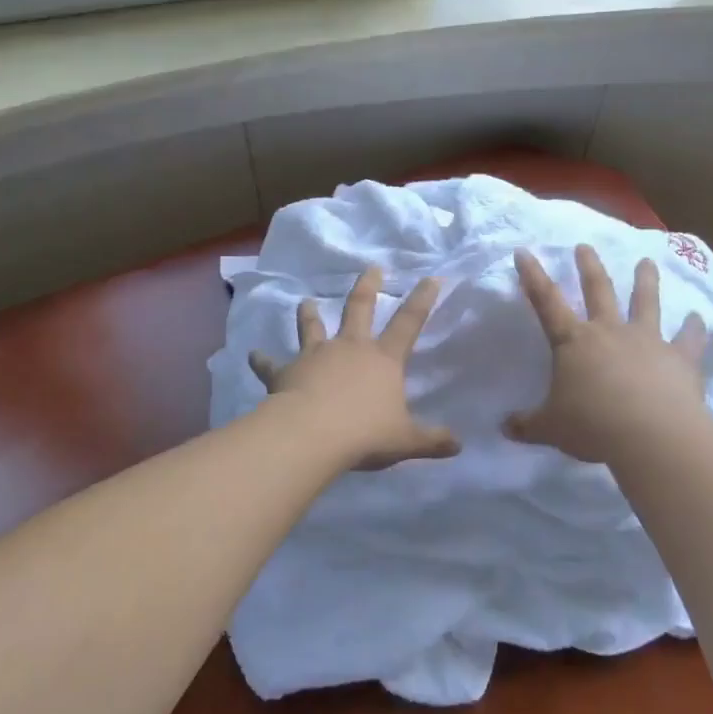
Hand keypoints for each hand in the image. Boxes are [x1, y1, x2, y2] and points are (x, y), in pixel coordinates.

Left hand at [249, 266, 461, 470]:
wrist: (312, 434)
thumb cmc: (365, 433)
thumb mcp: (405, 440)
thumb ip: (432, 440)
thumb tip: (459, 445)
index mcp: (383, 359)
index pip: (409, 323)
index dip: (422, 300)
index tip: (431, 278)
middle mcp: (350, 348)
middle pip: (359, 309)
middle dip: (367, 286)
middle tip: (371, 268)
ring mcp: (315, 355)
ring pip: (312, 327)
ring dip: (308, 314)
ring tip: (304, 301)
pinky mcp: (285, 372)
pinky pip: (271, 364)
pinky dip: (261, 360)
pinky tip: (252, 354)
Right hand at [507, 244, 709, 464]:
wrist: (652, 434)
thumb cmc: (593, 426)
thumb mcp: (550, 428)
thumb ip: (527, 425)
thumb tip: (504, 426)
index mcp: (573, 343)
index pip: (546, 302)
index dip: (533, 276)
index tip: (524, 251)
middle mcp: (609, 332)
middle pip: (598, 290)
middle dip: (588, 267)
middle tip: (585, 246)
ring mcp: (647, 341)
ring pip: (646, 302)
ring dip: (646, 280)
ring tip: (647, 261)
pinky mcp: (680, 359)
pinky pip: (689, 339)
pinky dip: (695, 328)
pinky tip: (699, 318)